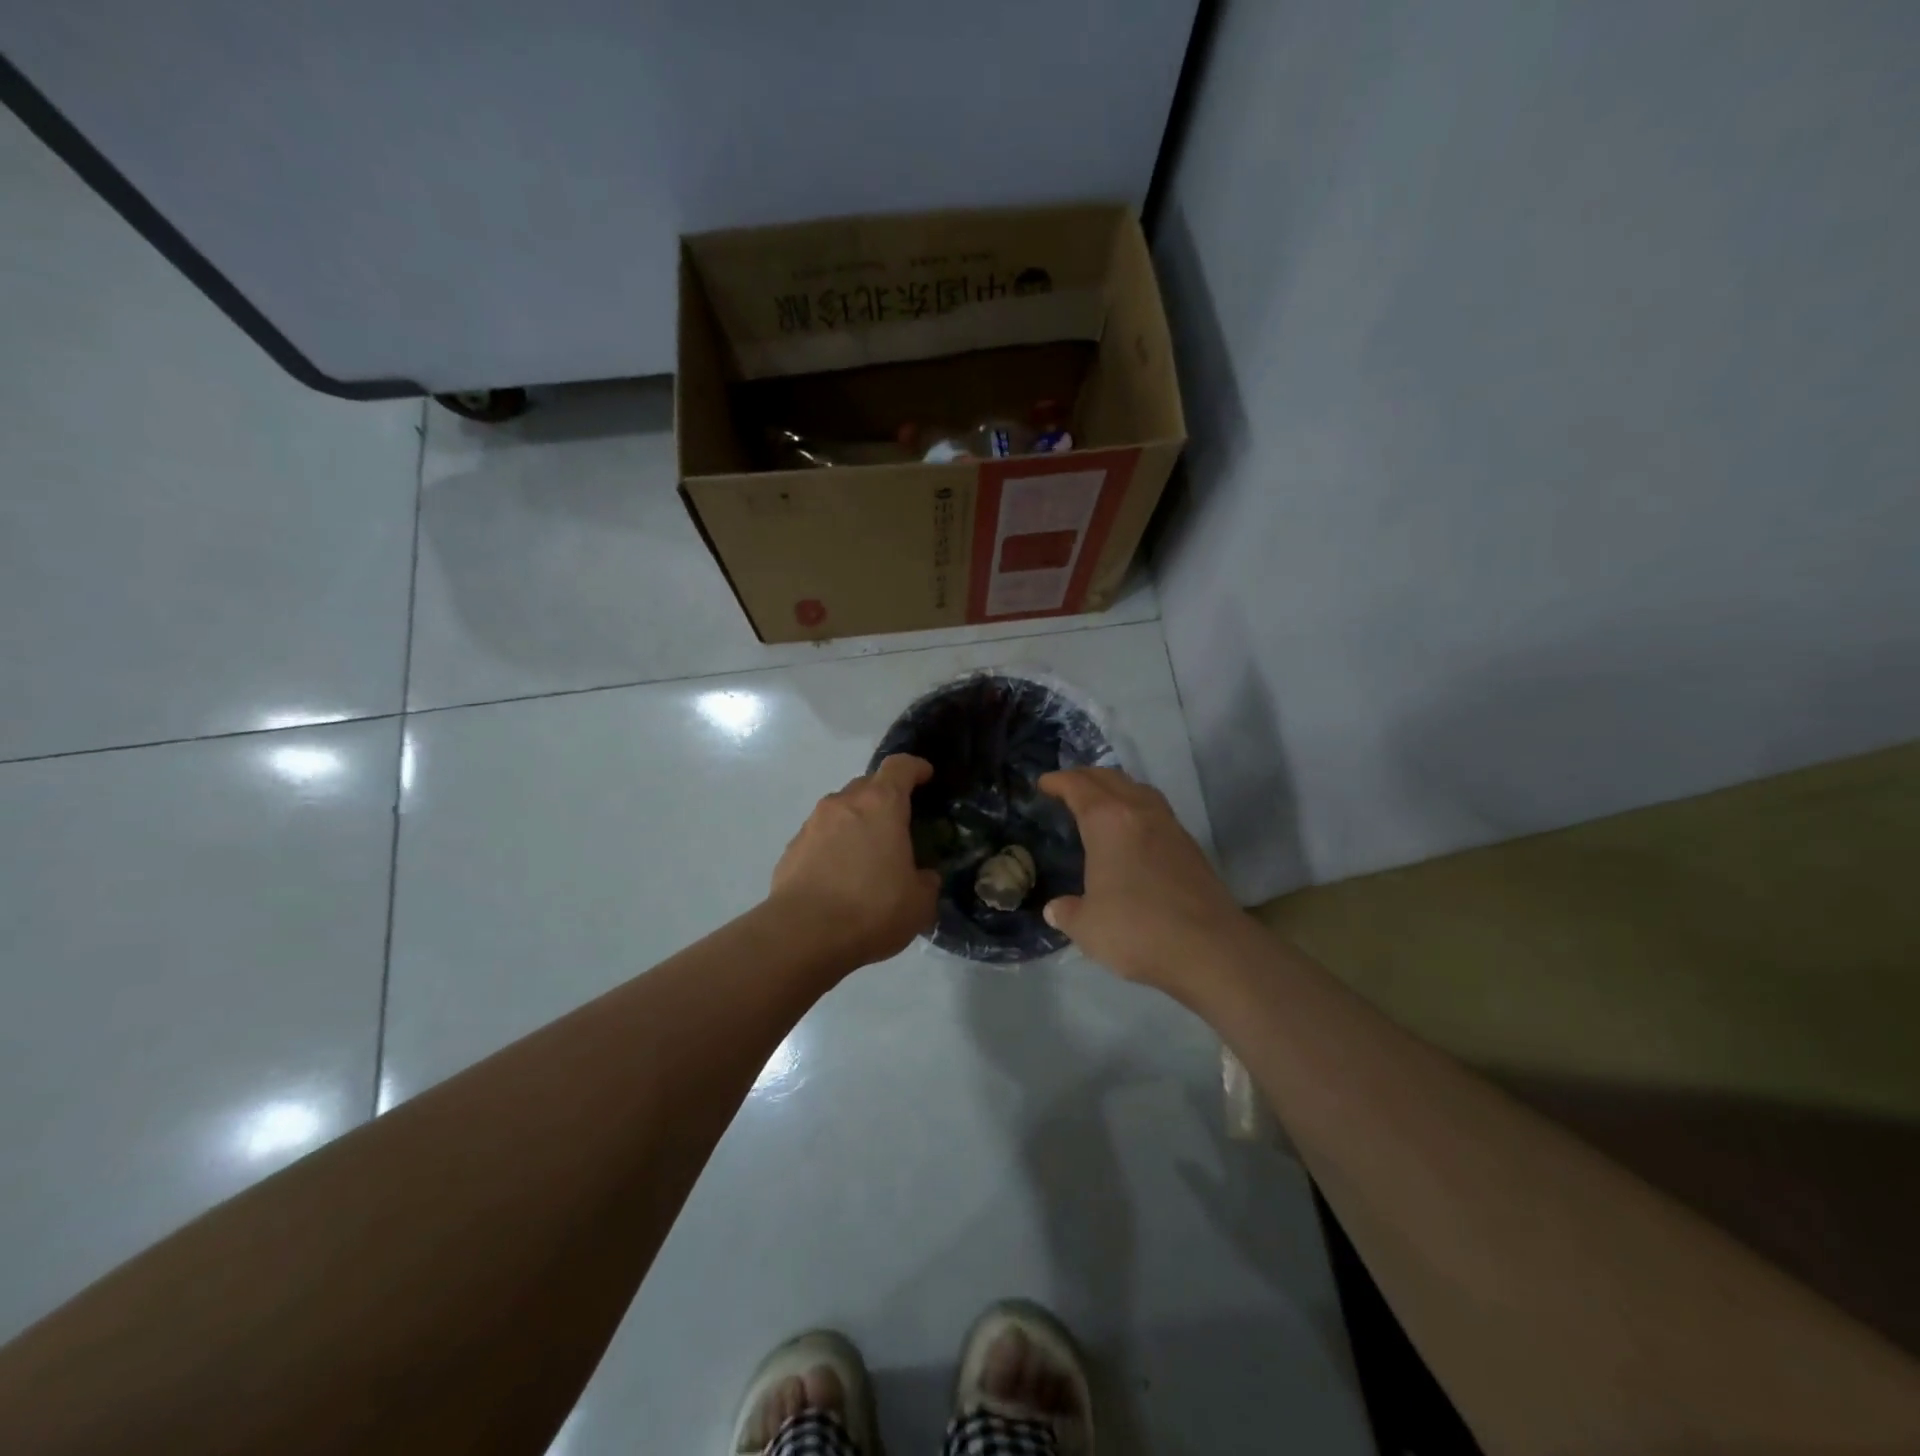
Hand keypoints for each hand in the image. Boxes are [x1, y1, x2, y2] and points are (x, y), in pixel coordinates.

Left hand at [768, 755, 940, 967]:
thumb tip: (923, 877)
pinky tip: (840, 876)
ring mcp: (812, 824)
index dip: (915, 767)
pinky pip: (820, 836)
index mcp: (881, 804)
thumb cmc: (871, 909)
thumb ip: (926, 881)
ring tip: (868, 854)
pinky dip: (834, 846)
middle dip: (885, 797)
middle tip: (899, 823)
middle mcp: (844, 803)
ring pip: (841, 810)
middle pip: (868, 784)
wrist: (803, 935)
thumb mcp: (919, 902)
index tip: (926, 776)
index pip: (899, 766)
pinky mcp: (791, 849)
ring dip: (857, 823)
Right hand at [1038, 767, 1248, 995]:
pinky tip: (1133, 831)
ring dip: (1116, 788)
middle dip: (1085, 777)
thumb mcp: (1087, 927)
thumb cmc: (1137, 930)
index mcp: (1107, 821)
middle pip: (1110, 778)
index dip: (1058, 781)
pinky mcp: (1190, 846)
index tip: (1043, 784)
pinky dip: (1136, 808)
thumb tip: (1055, 909)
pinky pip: (1156, 810)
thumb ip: (1067, 913)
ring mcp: (1170, 826)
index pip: (1078, 787)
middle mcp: (1139, 812)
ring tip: (1101, 802)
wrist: (1209, 948)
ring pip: (1138, 790)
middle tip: (1067, 787)